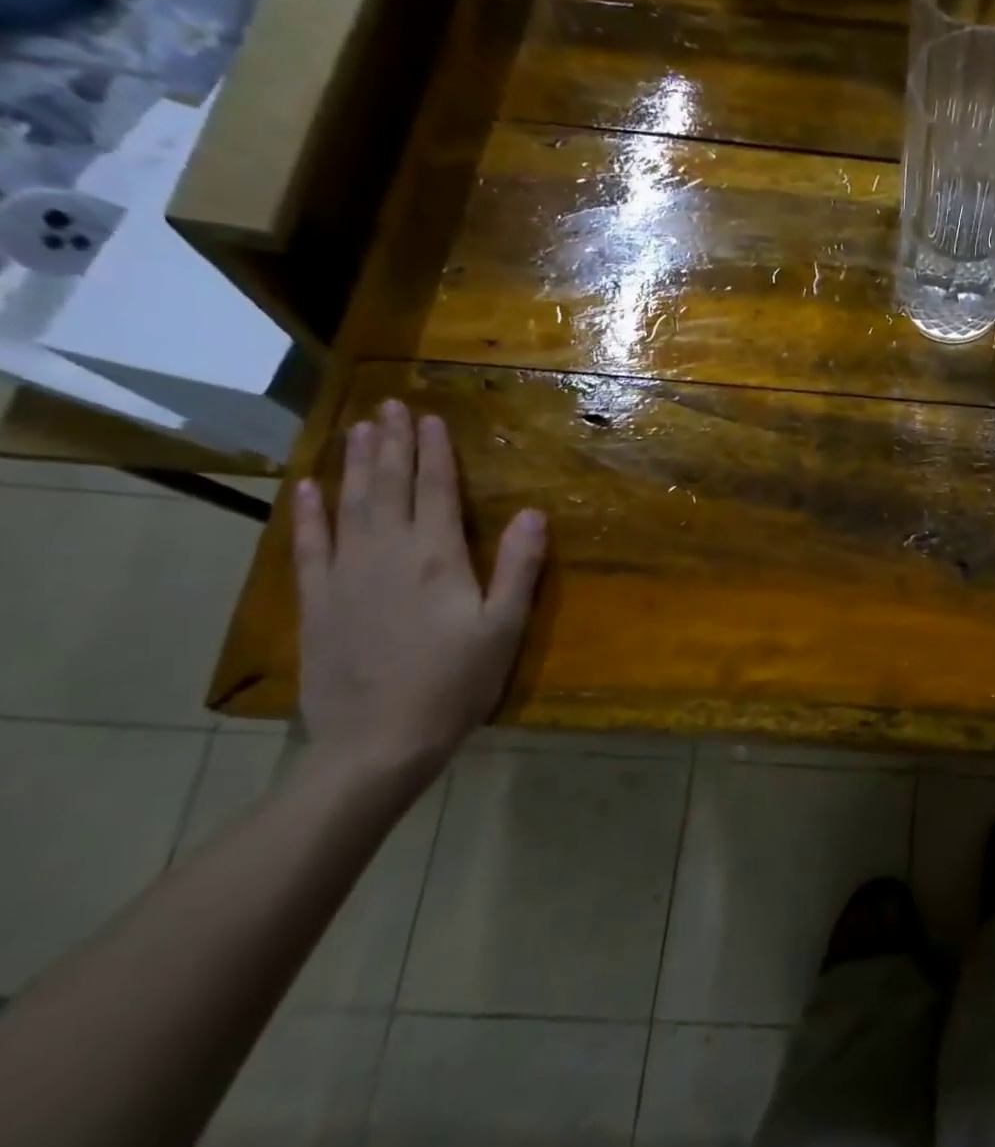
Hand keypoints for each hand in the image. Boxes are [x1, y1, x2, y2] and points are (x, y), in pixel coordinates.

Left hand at [294, 399, 546, 777]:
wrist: (379, 741)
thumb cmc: (456, 682)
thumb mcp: (504, 626)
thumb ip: (519, 566)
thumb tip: (533, 512)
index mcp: (438, 558)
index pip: (437, 491)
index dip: (435, 452)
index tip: (431, 417)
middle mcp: (388, 554)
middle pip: (390, 487)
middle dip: (392, 444)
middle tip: (389, 405)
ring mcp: (346, 576)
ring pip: (351, 505)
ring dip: (356, 464)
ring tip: (359, 429)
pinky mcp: (319, 601)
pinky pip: (310, 546)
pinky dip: (309, 514)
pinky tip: (309, 488)